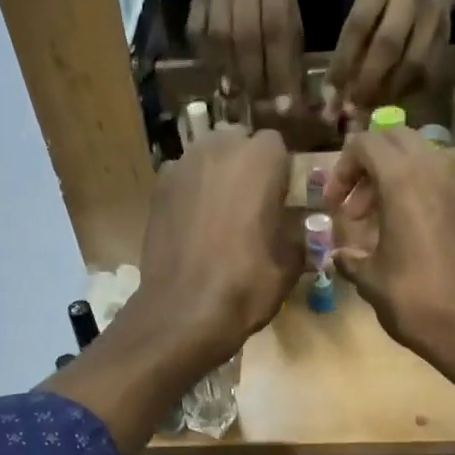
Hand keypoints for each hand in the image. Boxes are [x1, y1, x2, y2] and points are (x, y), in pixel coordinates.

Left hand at [133, 128, 301, 359]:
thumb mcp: (289, 266)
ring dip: (217, 176)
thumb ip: (297, 236)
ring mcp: (182, 165)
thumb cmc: (246, 286)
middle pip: (238, 142)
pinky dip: (191, 193)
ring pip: (207, 156)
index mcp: (260, 159)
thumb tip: (296, 232)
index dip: (280, 172)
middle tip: (251, 205)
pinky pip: (183, 179)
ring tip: (221, 215)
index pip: (277, 146)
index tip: (280, 201)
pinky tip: (194, 226)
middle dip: (246, 165)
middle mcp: (219, 148)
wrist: (183, 312)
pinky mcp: (157, 189)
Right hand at [188, 0, 303, 104]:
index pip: (278, 29)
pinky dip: (210, 63)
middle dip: (254, 76)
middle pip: (246, 35)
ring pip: (220, 38)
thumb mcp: (289, 3)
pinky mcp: (194, 1)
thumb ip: (291, 43)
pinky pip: (199, 38)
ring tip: (239, 96)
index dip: (281, 71)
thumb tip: (291, 95)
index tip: (285, 106)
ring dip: (231, 73)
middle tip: (259, 104)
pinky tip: (220, 79)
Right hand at [323, 128, 454, 370]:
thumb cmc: (416, 302)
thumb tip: (339, 256)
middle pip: (396, 140)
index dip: (342, 169)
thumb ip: (350, 259)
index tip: (333, 205)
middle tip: (354, 208)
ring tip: (380, 223)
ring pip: (422, 159)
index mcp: (404, 180)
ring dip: (395, 179)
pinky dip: (421, 193)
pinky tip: (412, 234)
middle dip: (369, 167)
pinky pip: (443, 181)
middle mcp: (437, 169)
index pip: (366, 144)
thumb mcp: (371, 281)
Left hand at [324, 0, 454, 116]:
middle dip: (368, 80)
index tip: (331, 92)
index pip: (358, 24)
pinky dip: (406, 92)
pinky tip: (391, 98)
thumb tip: (334, 95)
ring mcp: (434, 14)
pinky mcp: (447, 37)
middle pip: (388, 44)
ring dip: (389, 92)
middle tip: (354, 106)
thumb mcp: (365, 5)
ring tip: (372, 106)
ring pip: (412, 63)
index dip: (343, 62)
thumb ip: (351, 43)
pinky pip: (426, 74)